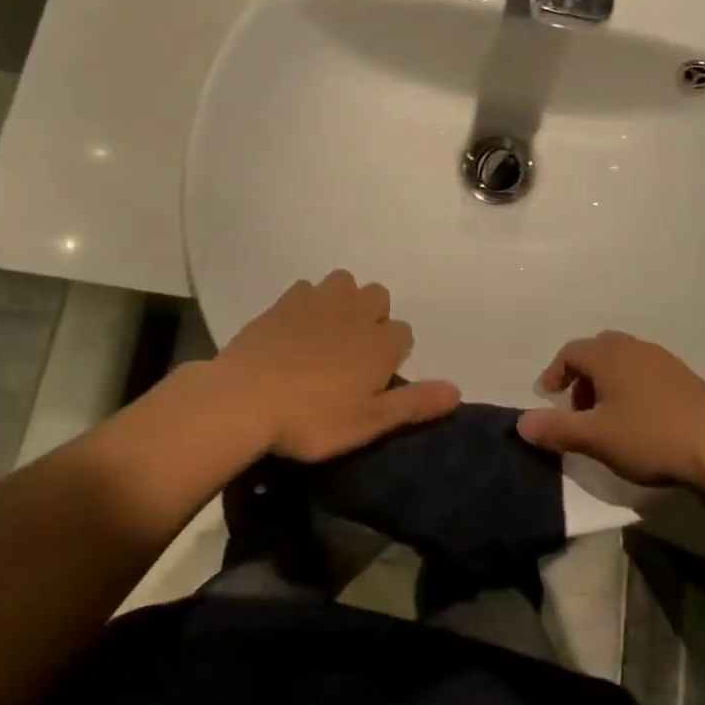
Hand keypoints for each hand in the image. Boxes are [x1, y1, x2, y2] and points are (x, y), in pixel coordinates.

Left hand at [211, 271, 460, 461]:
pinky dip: (308, 301)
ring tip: (328, 331)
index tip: (375, 378)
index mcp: (380, 343)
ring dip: (344, 299)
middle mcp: (356, 312)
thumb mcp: (369, 423)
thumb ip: (414, 404)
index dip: (393, 354)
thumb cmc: (312, 419)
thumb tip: (458, 390)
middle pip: (378, 296)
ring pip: (345, 282)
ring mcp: (319, 301)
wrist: (246, 398)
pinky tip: (296, 326)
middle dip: (373, 317)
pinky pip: (307, 288)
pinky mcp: (285, 301)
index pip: (404, 333)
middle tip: (353, 353)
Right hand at [517, 331, 704, 492]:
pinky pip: (647, 373)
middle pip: (597, 351)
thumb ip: (556, 429)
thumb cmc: (650, 437)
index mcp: (608, 355)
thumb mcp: (595, 438)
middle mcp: (634, 348)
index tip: (547, 397)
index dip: (554, 373)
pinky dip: (632, 388)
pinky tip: (641, 421)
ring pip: (624, 361)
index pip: (570, 352)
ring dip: (608, 384)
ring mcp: (664, 361)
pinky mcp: (686, 379)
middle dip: (582, 377)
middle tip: (578, 409)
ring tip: (608, 419)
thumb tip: (520, 423)